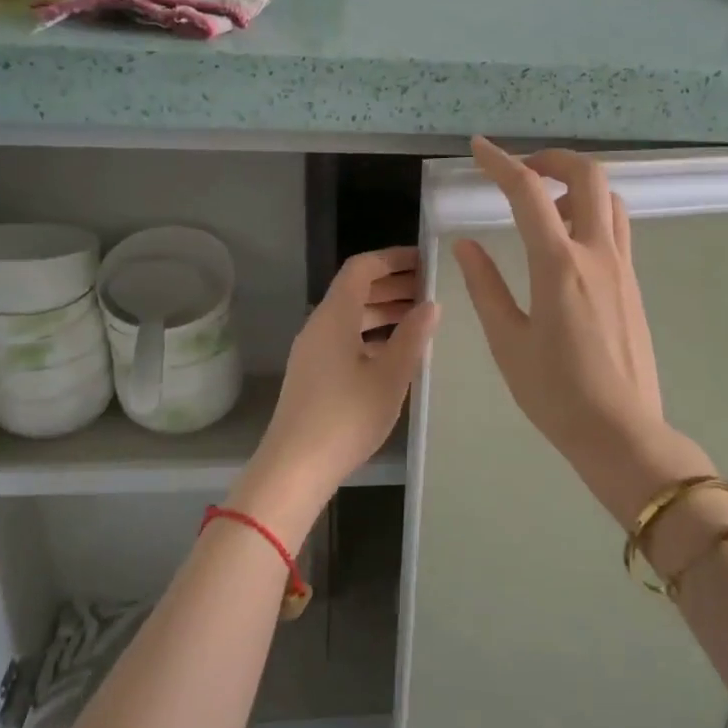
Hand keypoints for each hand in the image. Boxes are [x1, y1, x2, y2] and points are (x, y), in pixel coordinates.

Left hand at [237, 247, 438, 541]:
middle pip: (356, 290)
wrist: (295, 468)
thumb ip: (413, 336)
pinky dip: (372, 335)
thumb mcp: (390, 376)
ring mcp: (313, 350)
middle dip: (393, 285)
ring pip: (351, 316)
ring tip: (421, 319)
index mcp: (335, 316)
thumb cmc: (347, 417)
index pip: (362, 268)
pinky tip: (397, 353)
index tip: (426, 262)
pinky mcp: (313, 374)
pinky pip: (345, 339)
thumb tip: (430, 304)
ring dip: (384, 311)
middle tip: (431, 290)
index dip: (393, 259)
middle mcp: (320, 325)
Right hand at [453, 138, 708, 524]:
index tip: (479, 148)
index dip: (501, 163)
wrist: (620, 432)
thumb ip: (485, 286)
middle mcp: (597, 254)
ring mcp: (623, 267)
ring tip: (545, 205)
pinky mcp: (634, 284)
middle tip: (523, 171)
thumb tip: (466, 244)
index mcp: (559, 266)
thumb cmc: (556, 394)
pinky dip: (592, 212)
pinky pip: (617, 227)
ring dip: (578, 185)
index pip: (529, 193)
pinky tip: (568, 242)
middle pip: (588, 176)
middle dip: (553, 159)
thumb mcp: (508, 342)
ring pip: (610, 199)